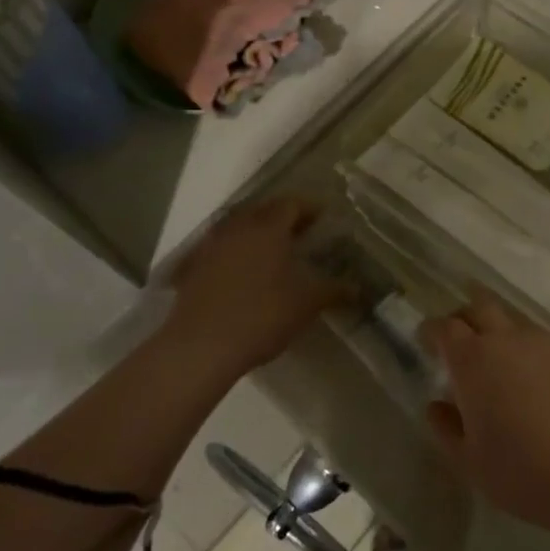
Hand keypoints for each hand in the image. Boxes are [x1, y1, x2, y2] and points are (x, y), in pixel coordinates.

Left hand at [167, 196, 353, 375]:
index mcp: (268, 228)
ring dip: (255, 231)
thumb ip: (333, 291)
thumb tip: (357, 288)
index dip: (308, 207)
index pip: (291, 204)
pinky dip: (232, 251)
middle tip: (299, 231)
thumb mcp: (306, 304)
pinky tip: (239, 270)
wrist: (201, 346)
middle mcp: (238, 228)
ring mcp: (210, 246)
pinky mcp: (192, 267)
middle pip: (262, 210)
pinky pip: (217, 248)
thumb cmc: (262, 316)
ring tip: (270, 249)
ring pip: (237, 226)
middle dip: (281, 216)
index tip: (322, 217)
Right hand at [422, 295, 549, 544]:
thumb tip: (436, 405)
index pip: (445, 327)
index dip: (433, 331)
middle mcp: (508, 339)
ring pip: (515, 323)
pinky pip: (545, 343)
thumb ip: (447, 429)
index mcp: (474, 359)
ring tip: (502, 365)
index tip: (427, 340)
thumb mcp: (472, 462)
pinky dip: (532, 353)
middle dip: (465, 317)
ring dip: (501, 334)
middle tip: (461, 341)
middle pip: (480, 307)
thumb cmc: (525, 472)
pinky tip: (540, 383)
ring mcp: (546, 343)